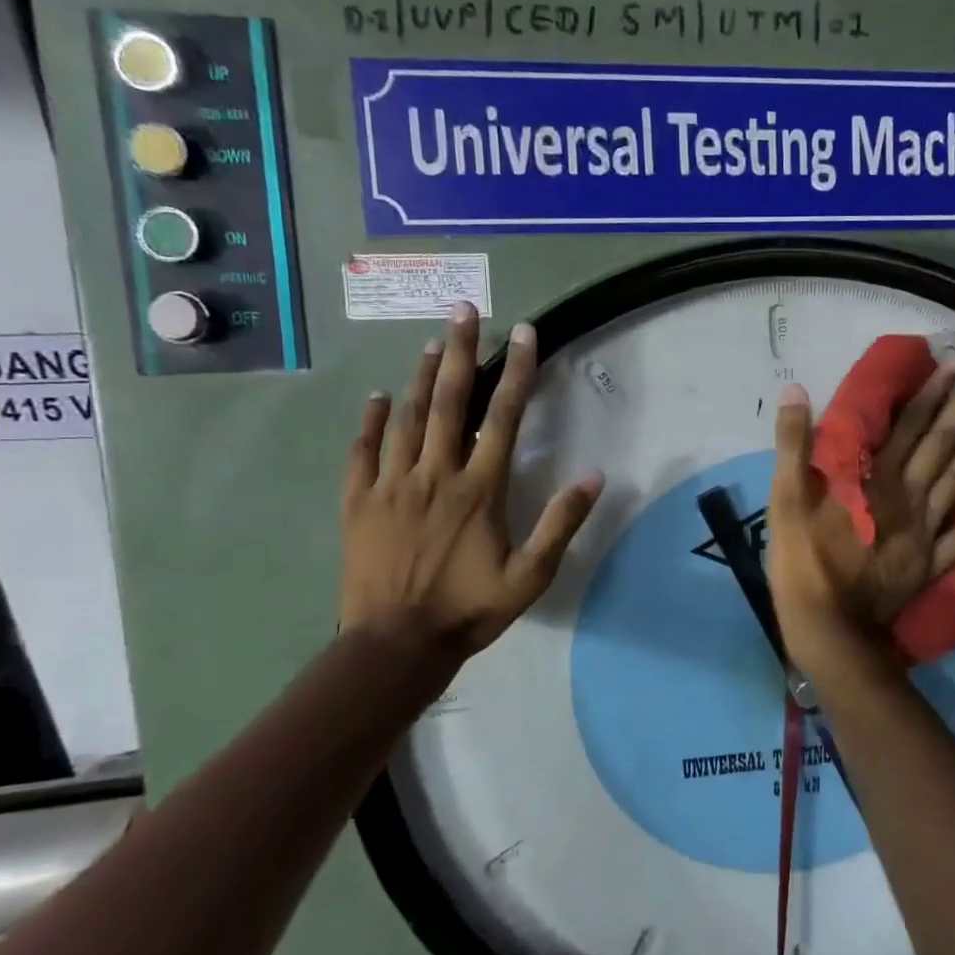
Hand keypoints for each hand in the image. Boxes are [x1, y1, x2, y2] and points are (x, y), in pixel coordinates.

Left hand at [339, 302, 602, 667]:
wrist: (395, 645)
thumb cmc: (469, 609)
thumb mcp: (530, 576)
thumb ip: (561, 524)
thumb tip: (594, 477)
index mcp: (479, 489)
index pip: (501, 417)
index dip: (516, 371)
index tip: (522, 333)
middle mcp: (435, 474)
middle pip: (449, 401)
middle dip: (462, 352)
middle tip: (465, 310)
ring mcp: (392, 485)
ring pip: (408, 417)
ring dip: (423, 376)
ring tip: (434, 341)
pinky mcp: (359, 502)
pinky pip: (364, 451)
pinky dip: (371, 421)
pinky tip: (378, 398)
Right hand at [766, 365, 954, 688]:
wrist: (828, 628)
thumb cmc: (803, 561)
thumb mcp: (784, 498)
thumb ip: (794, 444)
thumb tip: (796, 390)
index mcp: (873, 479)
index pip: (907, 426)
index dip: (931, 395)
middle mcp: (906, 498)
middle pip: (939, 447)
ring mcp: (923, 533)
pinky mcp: (928, 565)